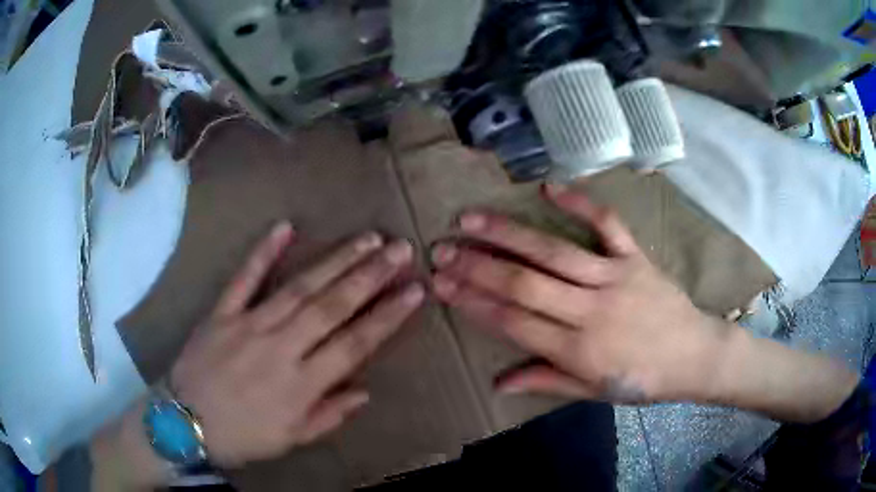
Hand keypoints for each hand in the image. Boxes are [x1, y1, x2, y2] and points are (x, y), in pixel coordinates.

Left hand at [170, 223, 423, 467]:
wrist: (185, 423)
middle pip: (332, 306)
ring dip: (335, 261)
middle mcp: (281, 348)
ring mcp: (249, 325)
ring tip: (366, 239)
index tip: (414, 290)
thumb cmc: (243, 436)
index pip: (355, 344)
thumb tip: (365, 391)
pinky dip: (263, 252)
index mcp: (301, 385)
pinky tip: (285, 227)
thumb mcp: (292, 439)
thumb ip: (330, 415)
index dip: (387, 316)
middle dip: (370, 276)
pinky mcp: (222, 312)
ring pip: (299, 287)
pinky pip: (243, 278)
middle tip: (399, 249)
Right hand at [430, 184, 726, 404]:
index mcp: (580, 350)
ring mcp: (615, 277)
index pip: (515, 322)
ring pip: (554, 252)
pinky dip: (580, 201)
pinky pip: (607, 223)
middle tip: (441, 249)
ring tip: (471, 218)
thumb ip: (546, 382)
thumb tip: (498, 383)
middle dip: (477, 265)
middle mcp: (592, 310)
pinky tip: (547, 187)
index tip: (442, 284)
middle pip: (526, 283)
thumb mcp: (593, 392)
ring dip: (509, 233)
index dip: (475, 302)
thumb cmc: (642, 379)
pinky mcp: (636, 257)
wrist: (694, 355)